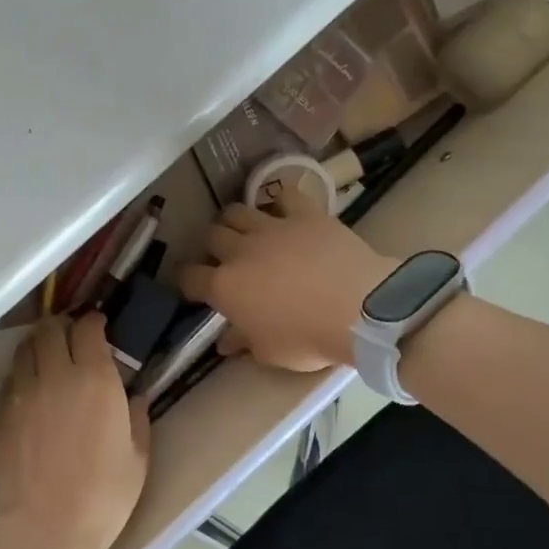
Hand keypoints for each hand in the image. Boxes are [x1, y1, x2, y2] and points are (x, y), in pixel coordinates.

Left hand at [0, 314, 149, 548]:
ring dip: (38, 345)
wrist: (46, 528)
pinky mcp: (1, 413)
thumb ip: (137, 418)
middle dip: (62, 326)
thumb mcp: (137, 457)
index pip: (88, 329)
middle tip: (71, 338)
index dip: (94, 322)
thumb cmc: (104, 496)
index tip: (99, 326)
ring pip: (25, 348)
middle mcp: (56, 375)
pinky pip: (10, 378)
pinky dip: (22, 373)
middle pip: (50, 329)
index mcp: (96, 380)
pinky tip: (30, 389)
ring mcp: (23, 393)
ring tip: (47, 357)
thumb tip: (134, 397)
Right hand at [179, 193, 396, 371]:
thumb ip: (244, 341)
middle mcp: (240, 251)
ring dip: (236, 221)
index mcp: (225, 287)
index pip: (189, 278)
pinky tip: (286, 212)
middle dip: (212, 246)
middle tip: (224, 258)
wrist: (360, 309)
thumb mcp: (270, 352)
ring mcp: (272, 228)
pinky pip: (285, 196)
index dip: (187, 281)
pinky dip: (281, 203)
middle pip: (211, 236)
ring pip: (237, 211)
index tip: (193, 288)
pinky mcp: (305, 214)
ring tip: (246, 231)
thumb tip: (226, 342)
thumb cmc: (308, 338)